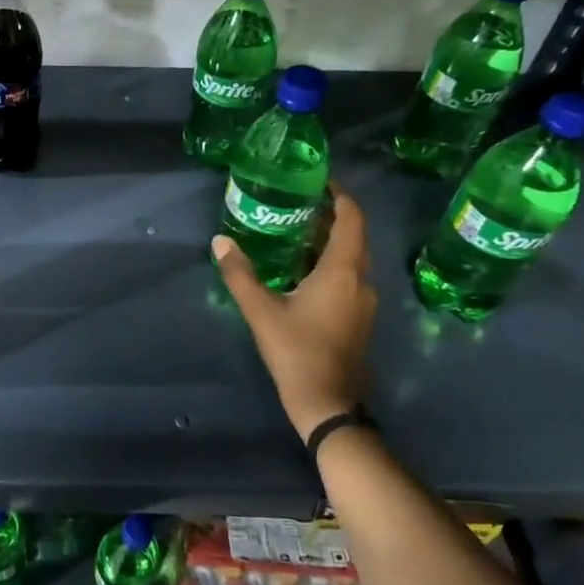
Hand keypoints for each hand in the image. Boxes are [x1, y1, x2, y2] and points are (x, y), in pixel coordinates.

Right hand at [212, 185, 377, 443]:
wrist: (327, 404)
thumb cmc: (296, 352)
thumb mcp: (261, 311)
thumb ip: (240, 273)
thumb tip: (220, 241)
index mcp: (342, 271)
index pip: (351, 219)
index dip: (340, 195)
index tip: (320, 179)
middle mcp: (360, 281)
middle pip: (353, 236)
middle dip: (330, 215)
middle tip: (298, 201)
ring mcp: (363, 302)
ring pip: (351, 258)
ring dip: (329, 241)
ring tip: (295, 229)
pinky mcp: (358, 318)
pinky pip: (348, 277)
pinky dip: (329, 263)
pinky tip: (301, 268)